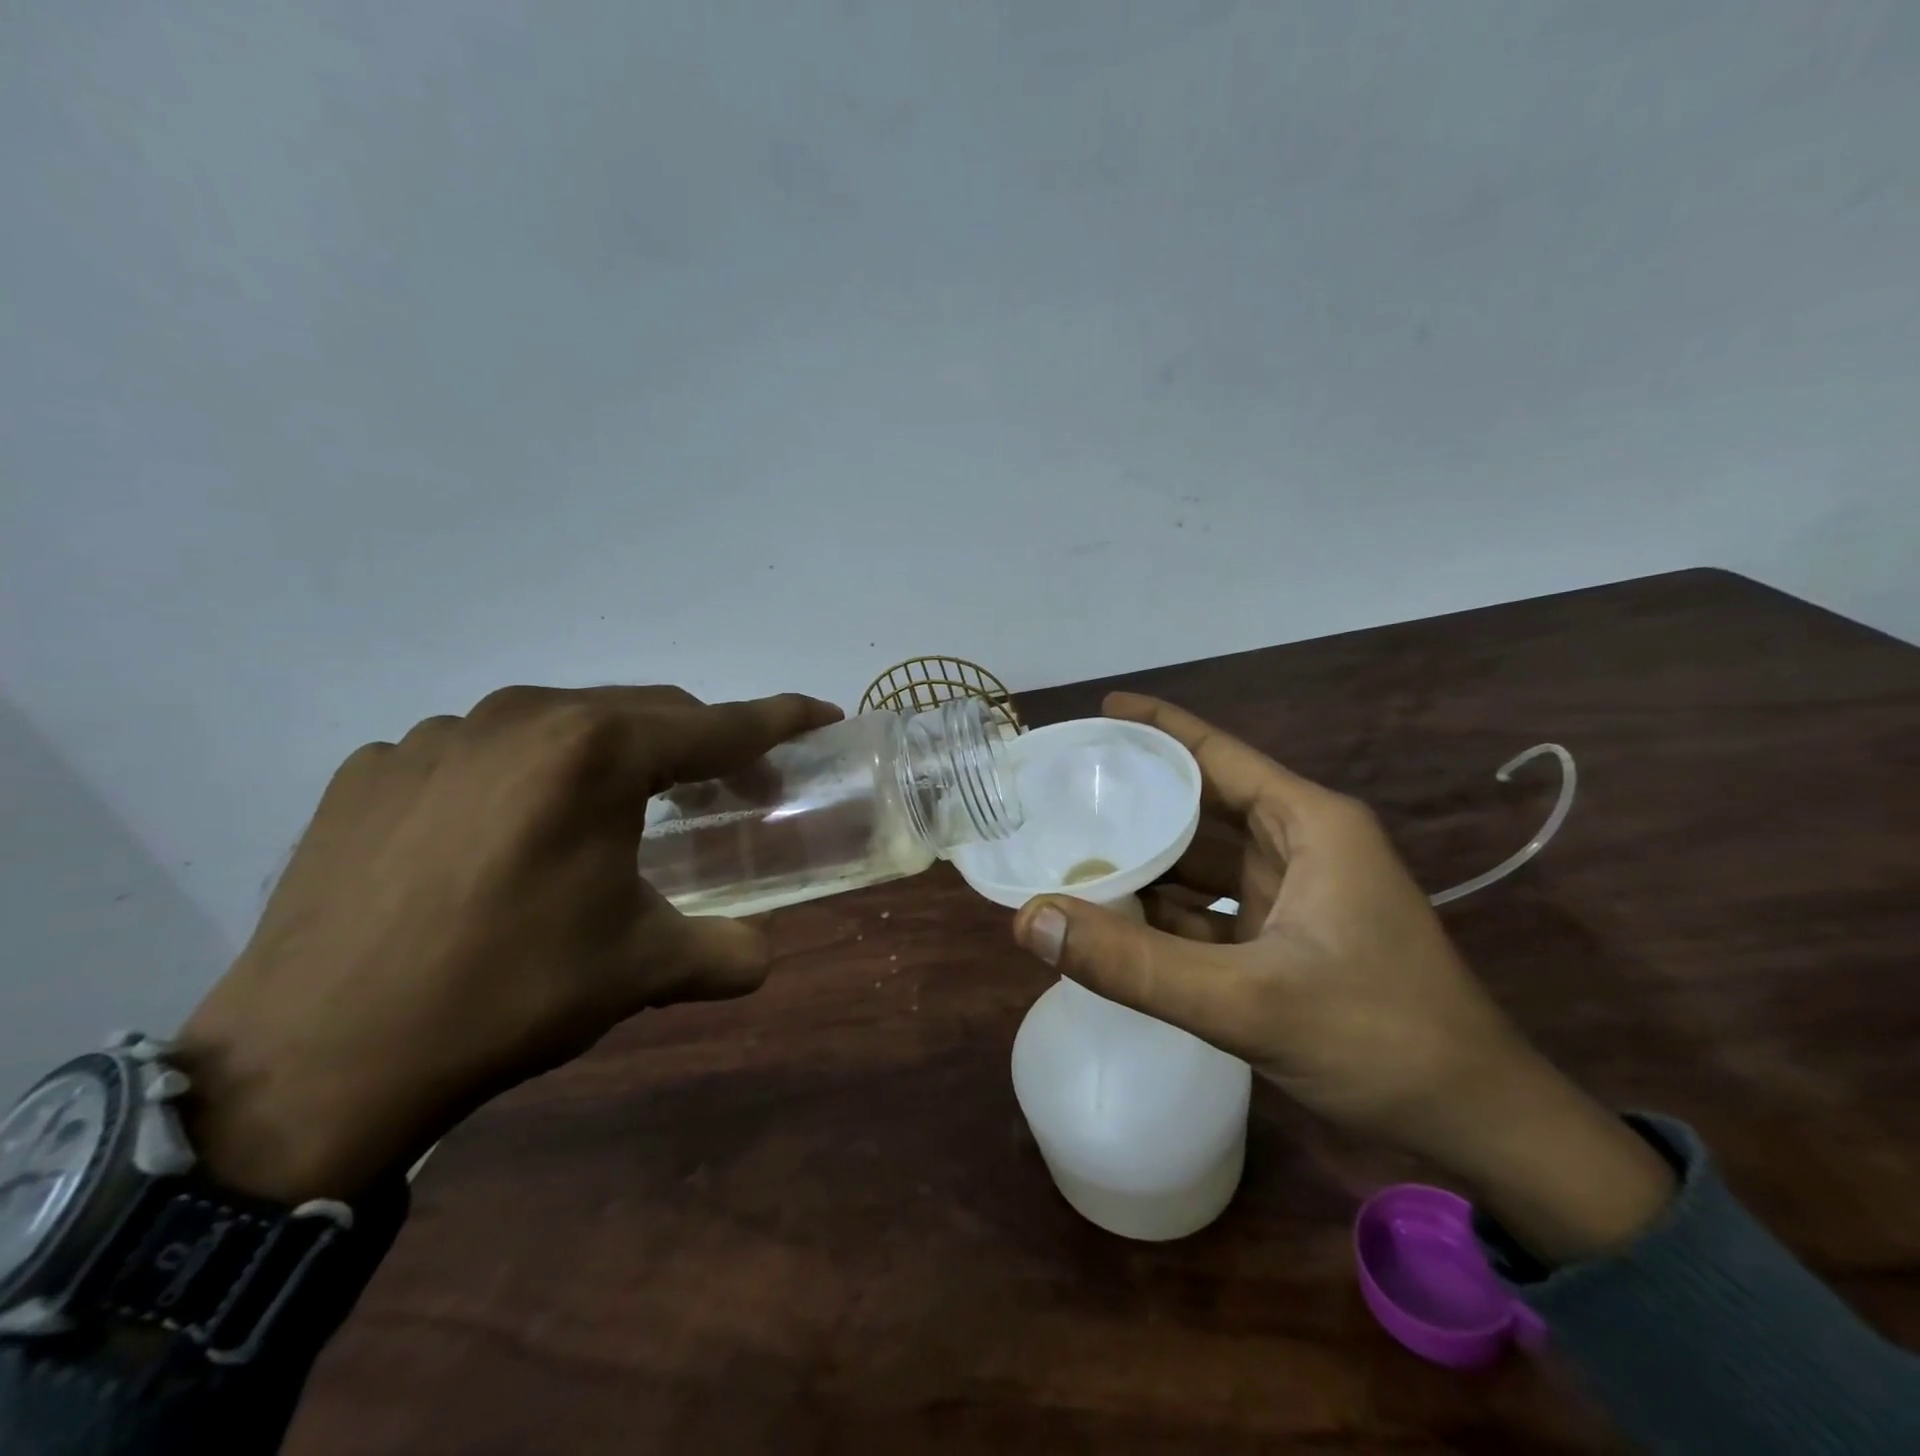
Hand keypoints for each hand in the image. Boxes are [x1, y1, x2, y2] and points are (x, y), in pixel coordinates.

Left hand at [174, 685, 840, 1202]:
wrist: (313, 1061)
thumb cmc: (507, 994)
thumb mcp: (641, 970)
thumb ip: (725, 952)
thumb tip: (760, 955)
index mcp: (595, 752)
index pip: (717, 725)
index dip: (779, 720)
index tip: (821, 715)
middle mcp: (521, 717)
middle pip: (645, 711)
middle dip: (701, 743)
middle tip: (731, 788)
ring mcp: (438, 735)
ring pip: (561, 724)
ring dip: (611, 756)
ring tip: (616, 814)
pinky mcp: (374, 768)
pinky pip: (481, 753)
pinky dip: (524, 778)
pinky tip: (508, 837)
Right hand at [1012, 693, 1673, 1262]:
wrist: (1476, 1125)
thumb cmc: (1378, 1039)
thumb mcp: (1246, 1002)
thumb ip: (1133, 965)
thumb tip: (1032, 921)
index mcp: (1307, 823)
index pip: (1215, 753)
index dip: (1155, 727)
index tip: (1096, 711)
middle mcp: (1299, 844)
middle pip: (1200, 804)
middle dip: (1135, 799)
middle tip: (1061, 792)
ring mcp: (1292, 892)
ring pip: (1200, 860)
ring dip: (1144, 859)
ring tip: (1068, 850)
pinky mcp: (1284, 937)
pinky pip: (1208, 907)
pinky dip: (1164, 911)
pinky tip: (1112, 916)